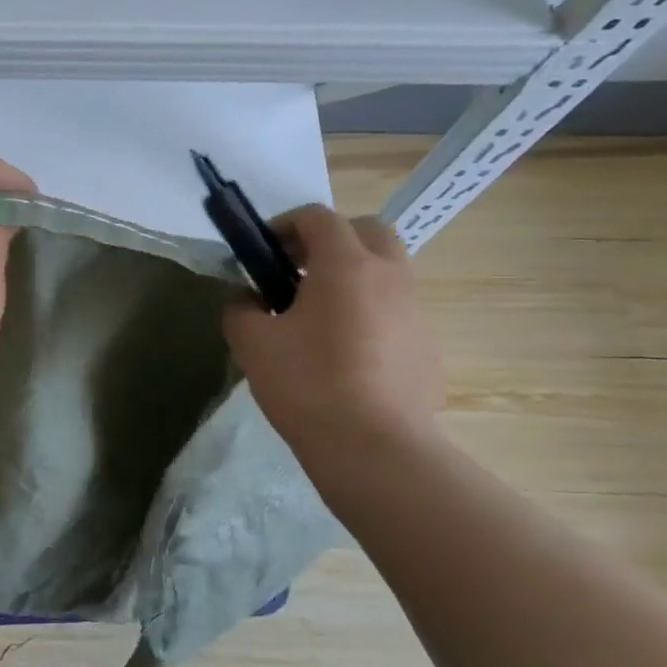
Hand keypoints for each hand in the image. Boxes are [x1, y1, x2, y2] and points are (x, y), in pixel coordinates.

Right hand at [223, 205, 443, 452]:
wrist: (374, 449)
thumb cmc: (307, 383)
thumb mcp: (251, 342)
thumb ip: (240, 308)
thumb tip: (247, 299)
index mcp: (345, 265)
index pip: (318, 217)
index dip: (284, 224)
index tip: (262, 251)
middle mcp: (388, 276)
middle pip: (367, 230)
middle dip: (330, 238)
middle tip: (297, 270)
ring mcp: (414, 311)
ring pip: (386, 270)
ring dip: (352, 274)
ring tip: (316, 313)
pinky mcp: (426, 347)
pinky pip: (395, 309)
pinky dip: (368, 310)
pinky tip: (342, 352)